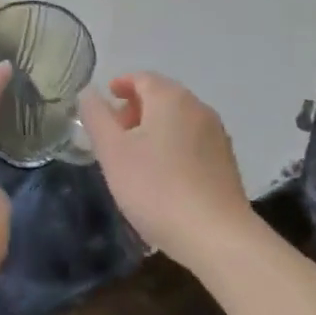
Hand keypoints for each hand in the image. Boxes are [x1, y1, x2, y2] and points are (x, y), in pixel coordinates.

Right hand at [79, 72, 251, 269]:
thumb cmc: (156, 188)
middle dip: (135, 108)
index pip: (142, 78)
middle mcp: (198, 108)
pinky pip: (192, 141)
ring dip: (153, 128)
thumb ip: (96, 116)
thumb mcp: (112, 151)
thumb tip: (89, 92)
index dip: (121, 84)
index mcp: (171, 98)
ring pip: (178, 119)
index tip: (106, 99)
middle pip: (162, 96)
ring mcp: (217, 135)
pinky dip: (171, 145)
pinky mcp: (226, 162)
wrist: (216, 236)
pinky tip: (161, 174)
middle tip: (113, 132)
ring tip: (134, 156)